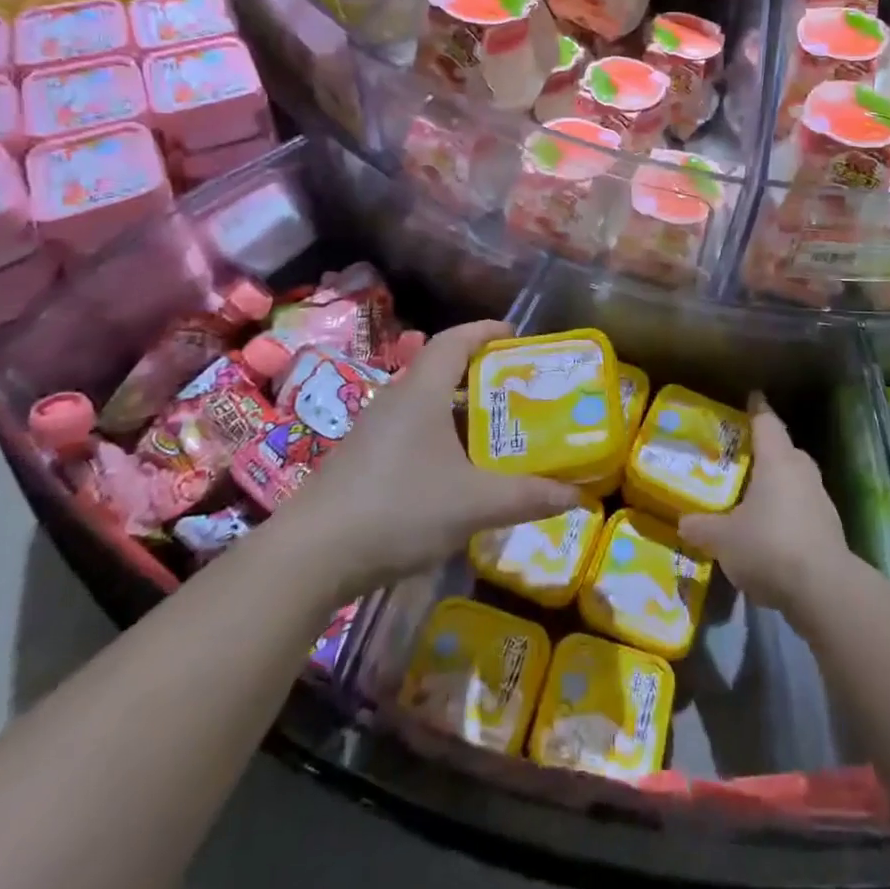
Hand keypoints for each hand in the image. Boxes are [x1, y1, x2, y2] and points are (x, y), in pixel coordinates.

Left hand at [286, 321, 579, 596]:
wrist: (309, 557)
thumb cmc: (399, 508)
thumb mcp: (475, 503)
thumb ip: (529, 496)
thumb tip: (579, 495)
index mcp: (422, 391)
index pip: (456, 339)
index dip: (487, 331)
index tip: (517, 335)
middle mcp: (397, 400)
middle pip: (443, 370)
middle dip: (483, 375)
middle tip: (521, 389)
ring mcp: (374, 432)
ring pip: (427, 406)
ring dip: (462, 412)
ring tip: (499, 430)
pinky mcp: (363, 461)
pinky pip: (412, 433)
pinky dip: (442, 439)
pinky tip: (460, 473)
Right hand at [678, 393, 852, 619]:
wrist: (824, 590)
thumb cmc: (769, 546)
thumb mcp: (723, 539)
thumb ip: (702, 527)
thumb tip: (683, 522)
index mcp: (778, 461)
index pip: (767, 423)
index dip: (757, 409)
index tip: (752, 397)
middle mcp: (802, 472)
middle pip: (785, 450)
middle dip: (766, 451)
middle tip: (742, 456)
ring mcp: (821, 500)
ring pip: (796, 480)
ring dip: (778, 485)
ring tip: (753, 496)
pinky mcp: (830, 529)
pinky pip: (803, 509)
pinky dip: (787, 513)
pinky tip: (770, 533)